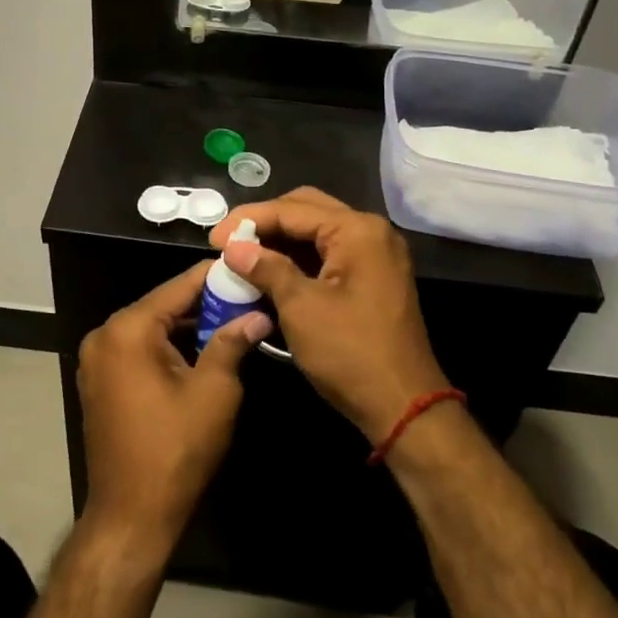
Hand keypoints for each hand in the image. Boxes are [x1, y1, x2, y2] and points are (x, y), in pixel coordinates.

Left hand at [77, 262, 273, 550]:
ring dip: (188, 327)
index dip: (215, 277)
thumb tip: (257, 314)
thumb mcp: (214, 392)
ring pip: (152, 328)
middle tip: (247, 298)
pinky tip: (202, 351)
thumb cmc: (176, 450)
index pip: (178, 287)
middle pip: (163, 305)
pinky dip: (168, 347)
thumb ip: (232, 343)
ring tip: (233, 322)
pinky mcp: (100, 382)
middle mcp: (105, 335)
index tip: (246, 266)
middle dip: (205, 304)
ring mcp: (97, 359)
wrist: (131, 516)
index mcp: (128, 329)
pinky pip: (139, 350)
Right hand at [210, 188, 447, 443]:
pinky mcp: (374, 278)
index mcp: (357, 230)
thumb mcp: (301, 308)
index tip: (212, 239)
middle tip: (229, 242)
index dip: (248, 220)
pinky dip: (299, 260)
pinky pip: (329, 254)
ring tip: (243, 256)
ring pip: (318, 232)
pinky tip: (270, 272)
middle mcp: (371, 232)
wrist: (405, 408)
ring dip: (281, 241)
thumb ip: (266, 268)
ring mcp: (376, 255)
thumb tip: (233, 247)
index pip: (292, 209)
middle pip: (307, 210)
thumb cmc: (350, 354)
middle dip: (265, 224)